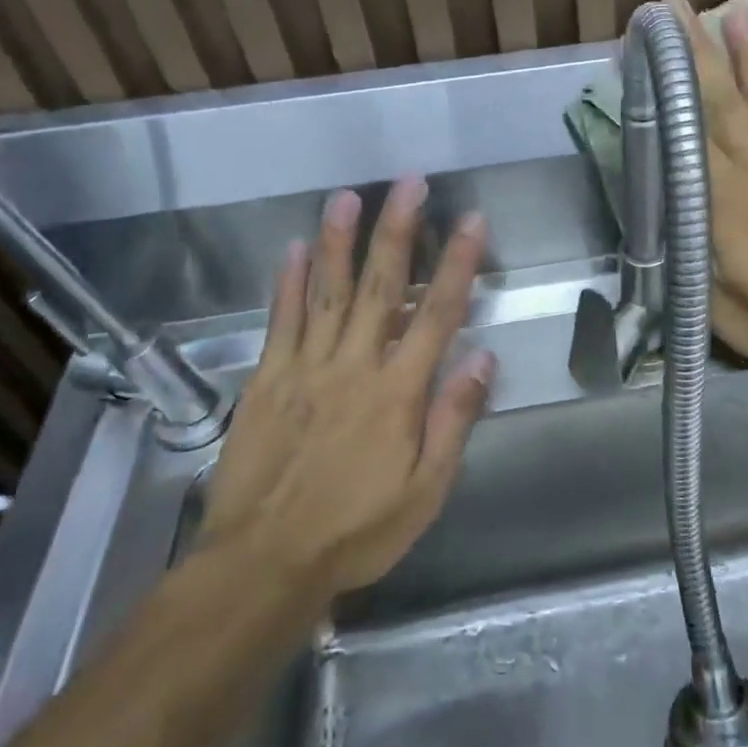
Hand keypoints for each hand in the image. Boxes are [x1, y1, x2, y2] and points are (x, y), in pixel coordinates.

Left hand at [200, 179, 494, 600]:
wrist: (264, 563)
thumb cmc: (356, 530)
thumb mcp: (425, 490)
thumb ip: (453, 420)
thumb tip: (483, 358)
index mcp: (398, 392)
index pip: (436, 314)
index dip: (458, 264)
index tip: (471, 220)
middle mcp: (354, 366)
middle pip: (380, 286)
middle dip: (398, 230)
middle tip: (409, 183)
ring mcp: (305, 369)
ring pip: (326, 292)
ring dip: (339, 241)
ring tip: (348, 196)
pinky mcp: (267, 381)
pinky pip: (280, 322)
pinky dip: (287, 284)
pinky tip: (292, 249)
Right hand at [671, 0, 747, 389]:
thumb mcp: (708, 297)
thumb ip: (682, 248)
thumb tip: (659, 210)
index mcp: (722, 201)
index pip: (687, 131)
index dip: (667, 86)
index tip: (649, 49)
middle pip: (724, 101)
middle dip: (699, 51)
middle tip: (680, 6)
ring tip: (737, 11)